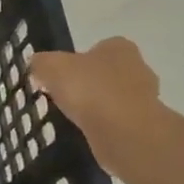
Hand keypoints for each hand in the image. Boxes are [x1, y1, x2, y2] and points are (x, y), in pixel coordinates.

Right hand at [29, 38, 162, 177]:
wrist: (125, 133)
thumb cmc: (90, 90)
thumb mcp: (52, 68)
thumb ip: (41, 63)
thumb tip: (37, 65)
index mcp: (120, 48)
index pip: (98, 48)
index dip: (77, 62)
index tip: (60, 78)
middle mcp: (138, 68)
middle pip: (107, 74)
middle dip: (89, 85)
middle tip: (65, 98)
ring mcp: (146, 99)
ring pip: (114, 99)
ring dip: (97, 108)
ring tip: (74, 120)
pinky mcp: (144, 126)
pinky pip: (118, 122)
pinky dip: (104, 128)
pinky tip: (88, 135)